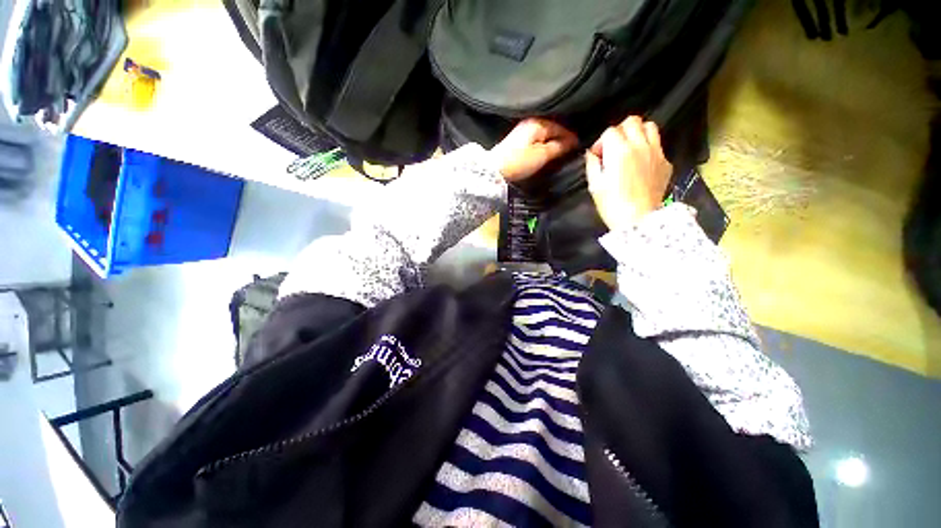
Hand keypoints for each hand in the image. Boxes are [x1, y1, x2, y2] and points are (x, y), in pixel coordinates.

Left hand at [490, 118, 577, 181]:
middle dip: (563, 138)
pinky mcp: (518, 139)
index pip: (561, 127)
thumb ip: (559, 147)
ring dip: (553, 140)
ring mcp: (523, 129)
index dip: (571, 137)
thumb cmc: (519, 162)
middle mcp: (531, 122)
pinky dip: (544, 142)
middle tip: (571, 149)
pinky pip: (537, 137)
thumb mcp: (542, 155)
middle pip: (552, 128)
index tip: (579, 146)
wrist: (495, 169)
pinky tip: (546, 149)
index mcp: (539, 123)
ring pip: (544, 133)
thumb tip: (572, 142)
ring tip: (561, 150)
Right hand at [585, 116, 672, 230]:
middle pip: (632, 121)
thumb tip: (591, 153)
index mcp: (619, 151)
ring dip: (638, 133)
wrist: (638, 220)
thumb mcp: (595, 185)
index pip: (610, 131)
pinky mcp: (666, 162)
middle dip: (620, 131)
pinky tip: (642, 163)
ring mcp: (656, 152)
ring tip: (630, 148)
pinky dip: (648, 148)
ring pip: (650, 126)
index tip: (598, 156)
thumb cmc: (612, 204)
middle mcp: (640, 145)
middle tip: (613, 147)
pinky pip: (658, 145)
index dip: (601, 142)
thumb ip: (592, 164)